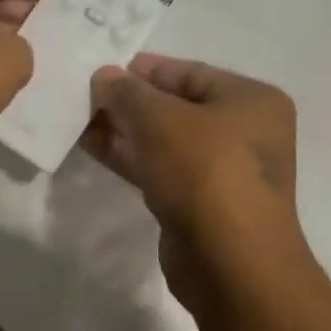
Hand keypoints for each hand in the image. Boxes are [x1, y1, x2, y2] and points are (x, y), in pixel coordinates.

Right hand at [84, 55, 305, 307]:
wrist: (230, 262)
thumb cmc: (204, 171)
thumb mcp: (159, 119)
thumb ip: (127, 92)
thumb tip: (104, 76)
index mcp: (250, 100)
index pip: (190, 73)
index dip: (146, 69)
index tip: (104, 69)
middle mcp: (244, 132)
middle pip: (177, 107)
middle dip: (130, 102)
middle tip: (86, 95)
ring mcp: (223, 172)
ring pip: (165, 141)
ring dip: (124, 130)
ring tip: (80, 119)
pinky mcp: (200, 205)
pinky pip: (160, 170)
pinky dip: (130, 158)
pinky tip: (93, 147)